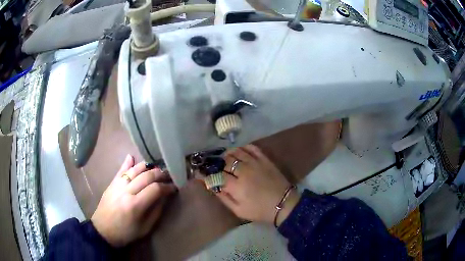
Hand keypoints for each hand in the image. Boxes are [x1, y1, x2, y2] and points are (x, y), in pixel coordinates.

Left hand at [91, 155, 175, 246]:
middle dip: (160, 174)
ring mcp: (117, 185)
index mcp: (135, 205)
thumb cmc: (126, 232)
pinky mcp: (112, 183)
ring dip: (147, 167)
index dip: (167, 187)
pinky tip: (132, 156)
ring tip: (156, 169)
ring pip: (134, 170)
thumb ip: (156, 211)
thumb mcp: (145, 228)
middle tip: (168, 176)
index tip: (174, 187)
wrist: (103, 230)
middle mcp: (126, 191)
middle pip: (146, 176)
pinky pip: (120, 170)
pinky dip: (127, 163)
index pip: (155, 189)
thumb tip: (164, 196)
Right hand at [217, 145, 299, 225]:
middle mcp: (244, 171)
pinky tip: (240, 151)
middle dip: (219, 165)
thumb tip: (212, 187)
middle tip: (218, 169)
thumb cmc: (260, 210)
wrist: (283, 204)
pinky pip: (251, 148)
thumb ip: (224, 198)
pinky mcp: (264, 159)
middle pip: (226, 161)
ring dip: (229, 154)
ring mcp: (255, 163)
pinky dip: (243, 147)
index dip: (210, 175)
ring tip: (226, 158)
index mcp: (236, 186)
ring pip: (237, 152)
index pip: (217, 175)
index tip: (204, 175)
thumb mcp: (239, 210)